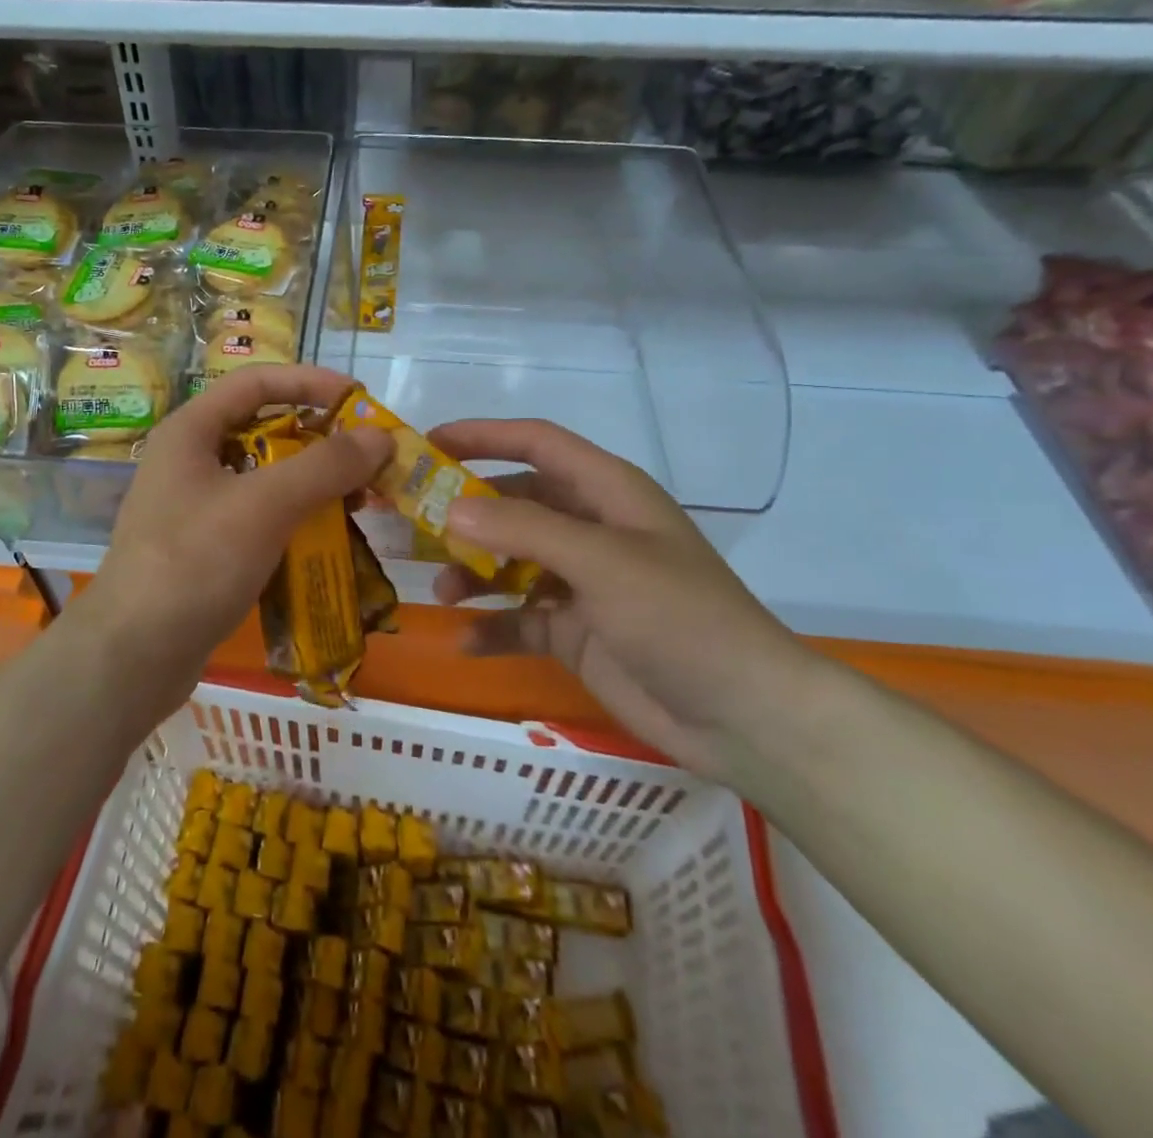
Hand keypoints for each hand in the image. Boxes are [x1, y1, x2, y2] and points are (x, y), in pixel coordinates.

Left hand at [76, 365, 391, 713]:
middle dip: (320, 441)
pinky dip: (296, 519)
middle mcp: (191, 461)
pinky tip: (329, 538)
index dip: (310, 383)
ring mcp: (196, 507)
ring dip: (314, 484)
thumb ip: (325, 465)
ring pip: (266, 478)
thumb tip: (380, 436)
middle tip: (369, 460)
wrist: (133, 656)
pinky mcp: (206, 548)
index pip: (257, 381)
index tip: (359, 400)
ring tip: (360, 501)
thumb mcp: (265, 505)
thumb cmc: (195, 563)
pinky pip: (260, 517)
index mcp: (191, 431)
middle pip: (265, 429)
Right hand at [430, 419, 826, 780]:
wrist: (743, 716)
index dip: (483, 436)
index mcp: (607, 492)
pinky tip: (465, 640)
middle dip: (464, 512)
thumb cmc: (679, 617)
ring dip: (472, 573)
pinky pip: (519, 618)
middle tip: (410, 523)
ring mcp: (581, 581)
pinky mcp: (574, 629)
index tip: (426, 443)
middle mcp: (590, 528)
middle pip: (514, 503)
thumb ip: (525, 530)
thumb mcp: (602, 562)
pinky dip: (492, 626)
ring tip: (439, 592)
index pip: (536, 443)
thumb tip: (452, 510)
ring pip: (509, 561)